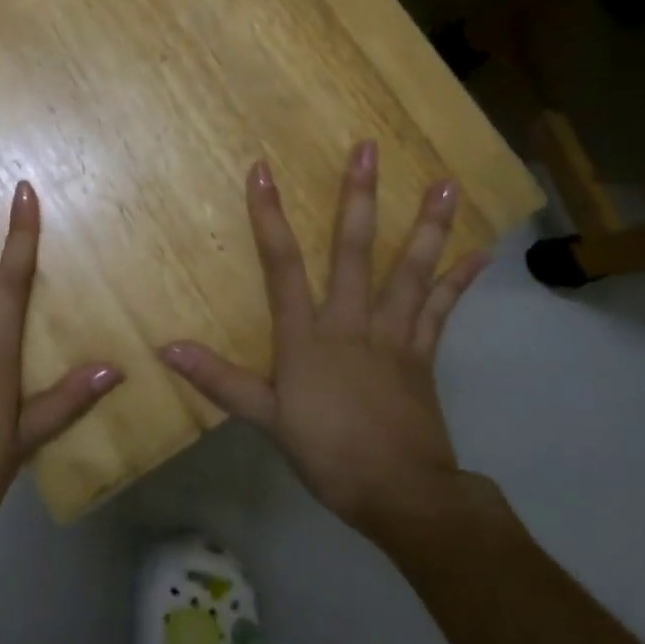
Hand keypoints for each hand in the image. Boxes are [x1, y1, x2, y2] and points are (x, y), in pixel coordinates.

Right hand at [159, 140, 485, 542]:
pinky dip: (458, 280)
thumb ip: (218, 379)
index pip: (281, 265)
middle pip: (353, 251)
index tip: (262, 170)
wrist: (401, 495)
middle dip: (357, 198)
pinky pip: (441, 310)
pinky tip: (478, 252)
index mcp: (307, 336)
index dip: (269, 216)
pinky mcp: (423, 354)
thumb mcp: (264, 417)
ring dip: (426, 226)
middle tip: (369, 149)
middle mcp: (351, 322)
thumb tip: (166, 347)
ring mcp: (393, 335)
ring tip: (445, 185)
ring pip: (409, 271)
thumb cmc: (327, 453)